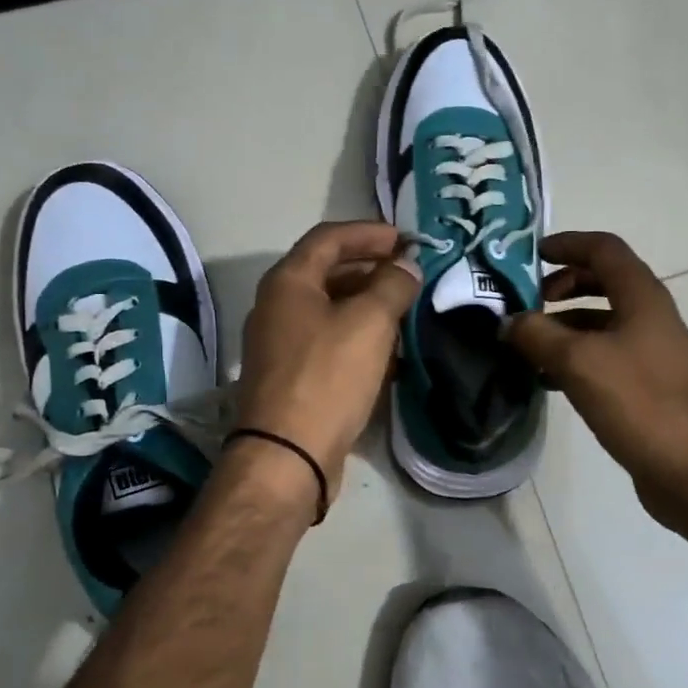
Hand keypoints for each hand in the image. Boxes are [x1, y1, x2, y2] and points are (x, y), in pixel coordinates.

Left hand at [233, 222, 421, 505]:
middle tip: (411, 276)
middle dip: (372, 269)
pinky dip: (357, 337)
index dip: (371, 233)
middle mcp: (277, 306)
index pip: (329, 237)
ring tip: (405, 311)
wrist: (287, 455)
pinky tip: (387, 352)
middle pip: (328, 272)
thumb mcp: (369, 322)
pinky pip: (328, 342)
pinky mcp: (291, 377)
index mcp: (288, 282)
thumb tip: (406, 266)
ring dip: (367, 305)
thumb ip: (392, 285)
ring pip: (330, 310)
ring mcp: (280, 344)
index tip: (409, 241)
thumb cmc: (328, 377)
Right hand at [505, 231, 687, 538]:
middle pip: (602, 282)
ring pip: (600, 322)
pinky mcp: (645, 384)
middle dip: (561, 285)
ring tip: (526, 344)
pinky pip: (603, 355)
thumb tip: (508, 322)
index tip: (530, 254)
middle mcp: (649, 316)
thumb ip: (537, 335)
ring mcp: (650, 351)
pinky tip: (546, 379)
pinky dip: (574, 357)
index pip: (603, 249)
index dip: (566, 243)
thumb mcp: (578, 362)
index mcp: (641, 297)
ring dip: (563, 324)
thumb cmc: (639, 403)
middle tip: (526, 303)